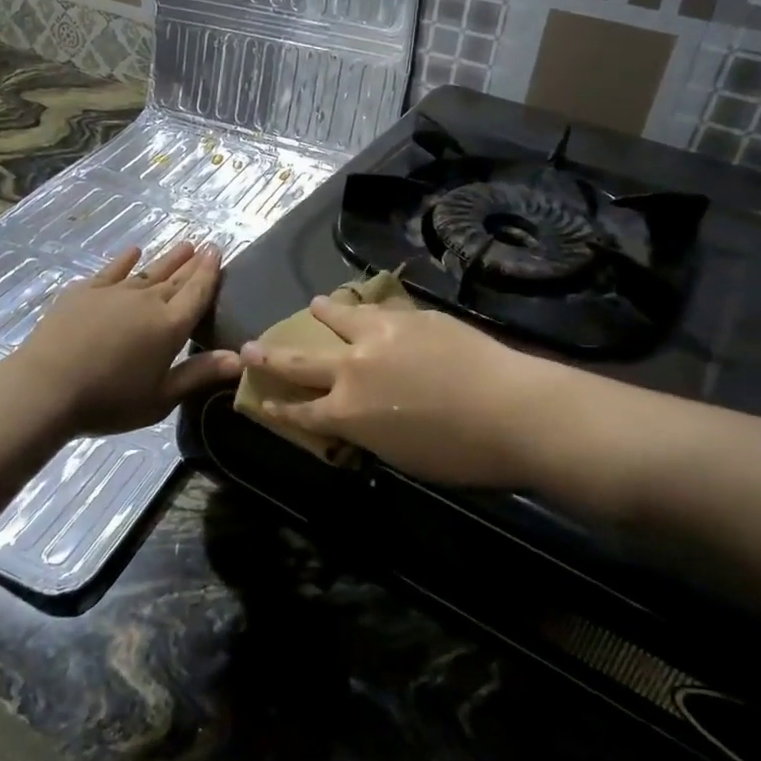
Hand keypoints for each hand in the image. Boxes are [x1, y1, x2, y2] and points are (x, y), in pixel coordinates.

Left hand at [12, 242, 240, 436]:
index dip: (209, 273)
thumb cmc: (108, 400)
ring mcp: (113, 292)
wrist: (46, 387)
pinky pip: (111, 270)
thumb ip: (199, 374)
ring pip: (148, 271)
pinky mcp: (84, 292)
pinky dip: (125, 261)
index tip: (217, 251)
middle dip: (193, 263)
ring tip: (183, 245)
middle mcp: (146, 301)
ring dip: (167, 259)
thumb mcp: (160, 398)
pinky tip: (133, 252)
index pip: (196, 293)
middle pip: (176, 279)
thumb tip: (241, 358)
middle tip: (206, 246)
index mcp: (169, 327)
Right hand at [241, 299, 550, 489]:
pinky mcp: (412, 317)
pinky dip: (365, 308)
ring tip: (314, 305)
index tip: (259, 398)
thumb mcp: (401, 457)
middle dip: (271, 356)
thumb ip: (370, 433)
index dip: (276, 406)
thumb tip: (362, 420)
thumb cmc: (460, 453)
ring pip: (340, 318)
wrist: (511, 408)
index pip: (299, 411)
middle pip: (301, 360)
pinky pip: (379, 309)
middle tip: (249, 347)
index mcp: (347, 412)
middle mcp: (353, 368)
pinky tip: (365, 304)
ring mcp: (381, 336)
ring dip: (324, 314)